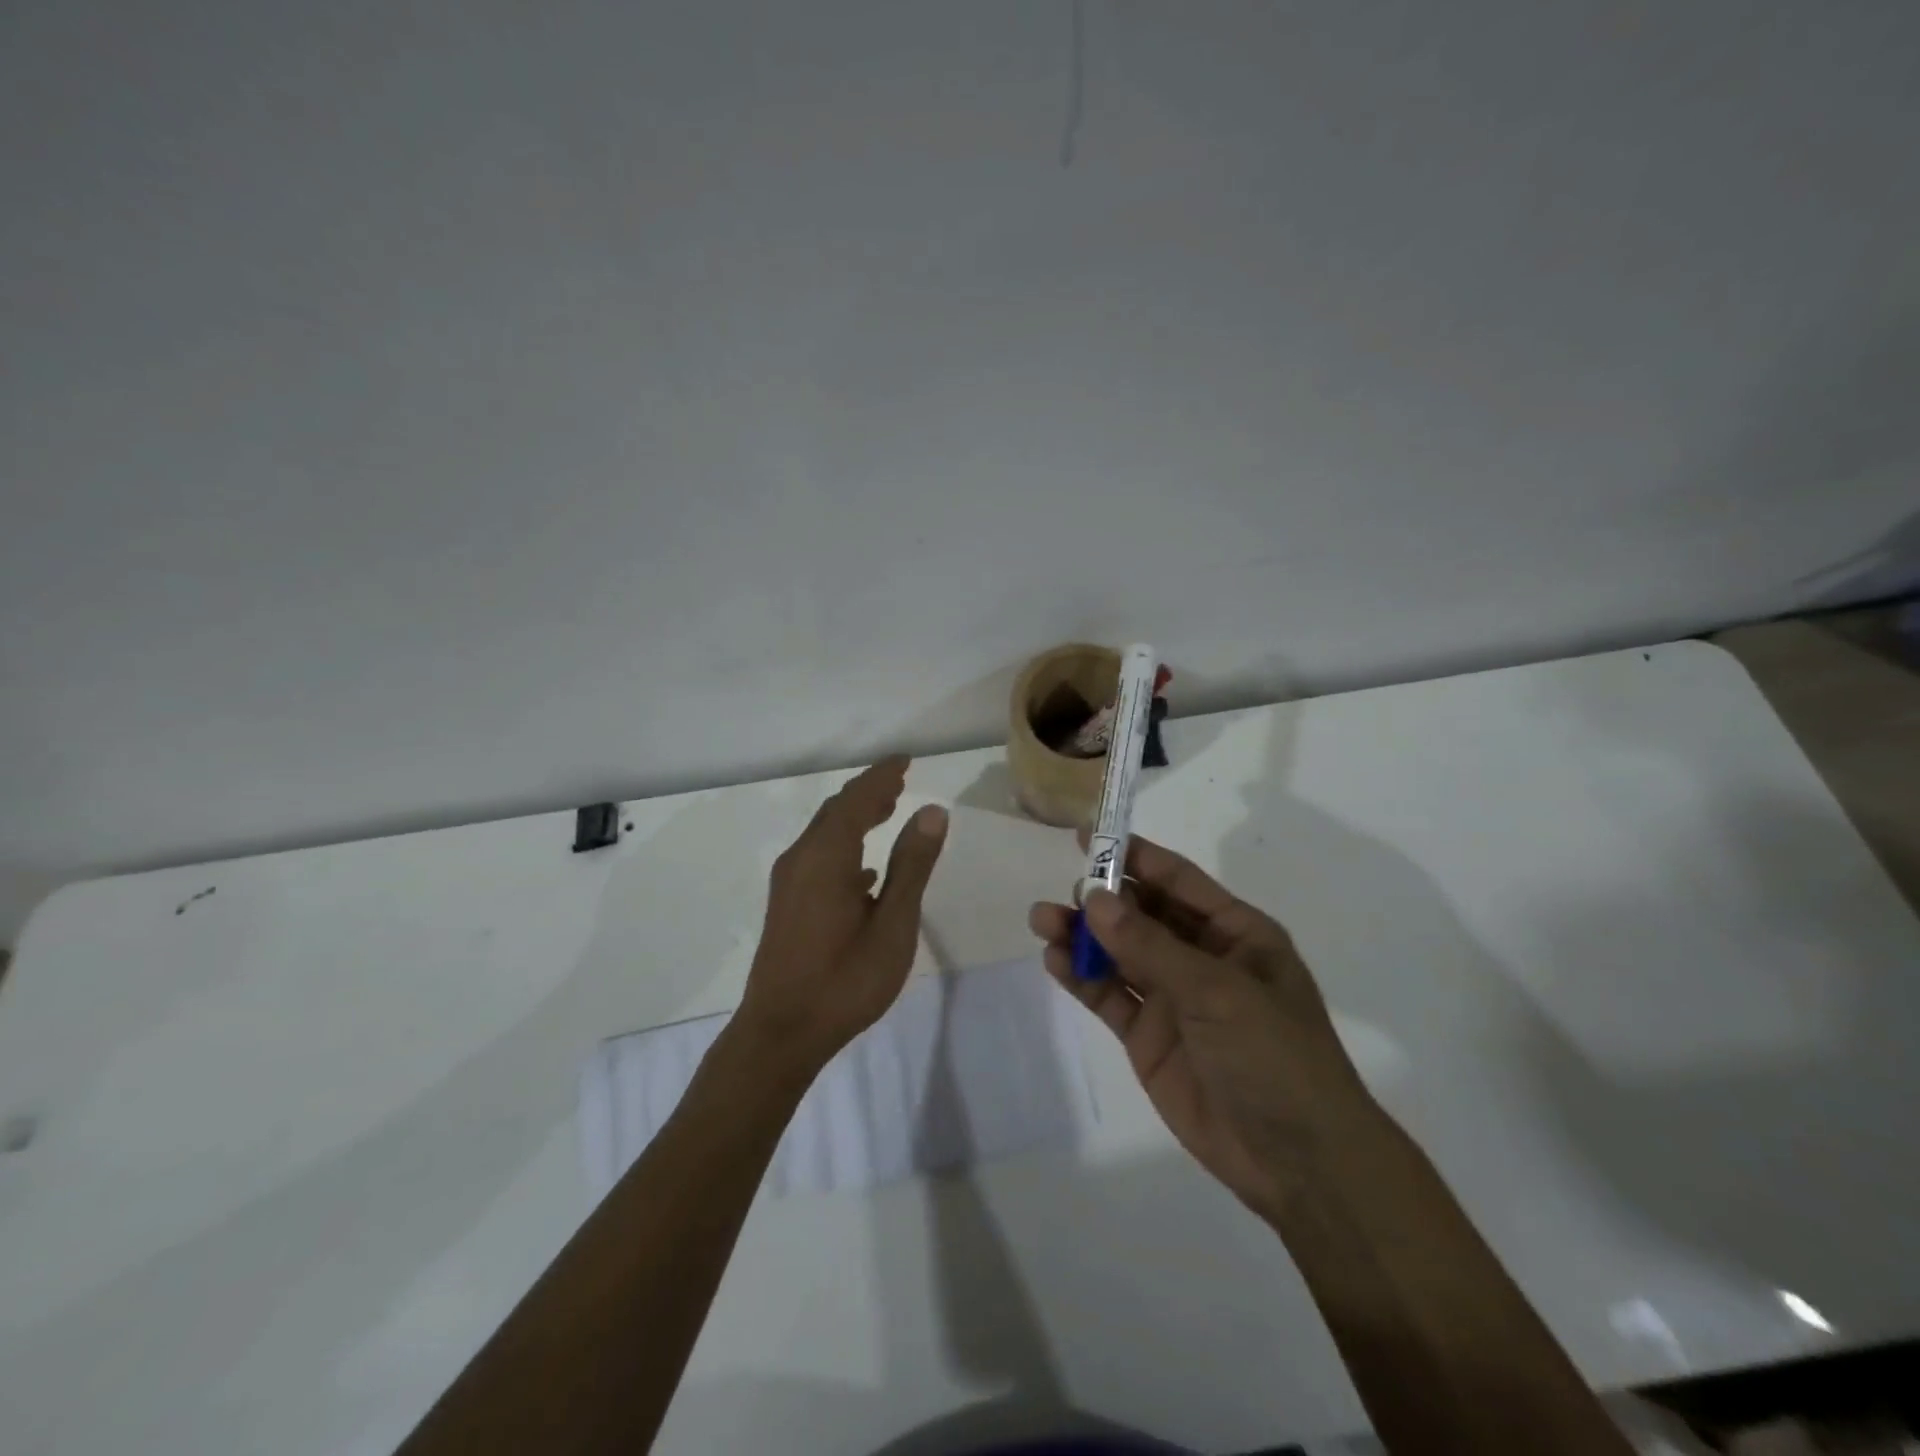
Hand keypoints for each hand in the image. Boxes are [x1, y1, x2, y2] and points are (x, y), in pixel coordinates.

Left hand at [738, 756, 948, 1076]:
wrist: (781, 1033)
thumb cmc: (845, 980)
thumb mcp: (893, 924)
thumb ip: (911, 865)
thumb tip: (932, 811)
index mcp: (827, 856)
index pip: (857, 798)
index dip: (882, 776)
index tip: (905, 759)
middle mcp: (801, 859)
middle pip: (836, 810)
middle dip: (868, 792)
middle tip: (901, 781)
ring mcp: (789, 882)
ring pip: (825, 833)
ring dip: (856, 816)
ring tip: (888, 810)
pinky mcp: (787, 903)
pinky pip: (818, 856)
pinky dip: (845, 845)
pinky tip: (864, 869)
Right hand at [1030, 836, 1375, 1218]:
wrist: (1297, 1162)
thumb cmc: (1273, 1056)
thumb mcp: (1216, 991)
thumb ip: (1150, 946)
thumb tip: (1093, 900)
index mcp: (1235, 933)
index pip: (1177, 880)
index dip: (1134, 856)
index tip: (1089, 836)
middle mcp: (1201, 957)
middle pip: (1141, 914)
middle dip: (1102, 899)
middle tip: (1063, 890)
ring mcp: (1172, 998)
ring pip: (1118, 953)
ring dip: (1082, 936)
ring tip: (1042, 921)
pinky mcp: (1148, 1036)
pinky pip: (1109, 996)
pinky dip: (1081, 977)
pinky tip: (1055, 961)